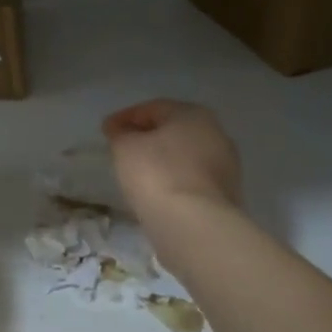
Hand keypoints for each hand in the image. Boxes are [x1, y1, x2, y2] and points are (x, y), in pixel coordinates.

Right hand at [102, 99, 242, 219]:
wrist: (193, 224)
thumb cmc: (156, 174)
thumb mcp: (125, 147)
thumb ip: (120, 134)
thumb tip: (121, 130)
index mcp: (193, 114)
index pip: (153, 108)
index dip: (125, 117)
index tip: (105, 130)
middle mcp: (216, 133)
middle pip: (173, 130)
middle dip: (148, 136)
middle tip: (123, 148)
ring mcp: (226, 165)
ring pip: (185, 156)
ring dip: (163, 160)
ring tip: (138, 173)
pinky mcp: (226, 194)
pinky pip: (191, 179)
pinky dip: (173, 180)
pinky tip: (158, 191)